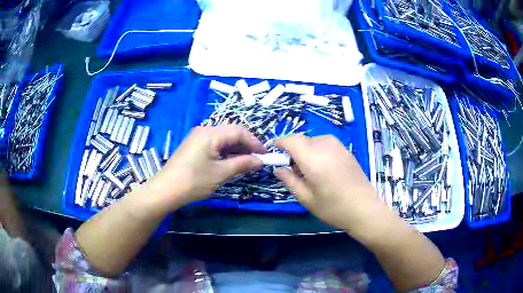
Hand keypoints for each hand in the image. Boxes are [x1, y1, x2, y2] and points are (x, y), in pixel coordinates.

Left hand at [147, 125, 265, 211]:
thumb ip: (242, 164)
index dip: (254, 142)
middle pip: (231, 132)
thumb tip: (260, 161)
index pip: (239, 131)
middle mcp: (204, 130)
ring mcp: (197, 137)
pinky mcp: (193, 145)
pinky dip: (225, 151)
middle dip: (246, 145)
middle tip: (257, 159)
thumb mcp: (220, 173)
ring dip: (236, 149)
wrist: (165, 190)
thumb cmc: (193, 181)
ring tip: (246, 162)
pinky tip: (230, 161)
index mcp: (211, 133)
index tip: (265, 155)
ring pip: (222, 138)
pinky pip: (214, 144)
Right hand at [275, 135, 380, 232]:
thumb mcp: (307, 199)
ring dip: (307, 150)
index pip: (291, 140)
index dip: (280, 144)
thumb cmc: (333, 207)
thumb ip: (290, 180)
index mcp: (312, 158)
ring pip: (314, 140)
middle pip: (302, 140)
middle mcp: (325, 146)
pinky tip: (325, 168)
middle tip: (295, 170)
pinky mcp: (346, 150)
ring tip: (311, 171)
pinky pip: (326, 144)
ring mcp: (338, 146)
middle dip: (294, 150)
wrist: (365, 209)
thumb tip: (278, 169)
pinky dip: (319, 151)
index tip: (276, 153)